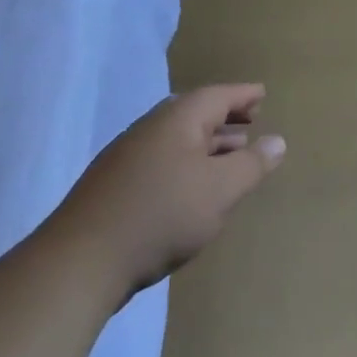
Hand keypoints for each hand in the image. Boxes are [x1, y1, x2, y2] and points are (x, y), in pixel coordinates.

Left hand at [52, 84, 284, 306]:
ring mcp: (127, 156)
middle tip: (250, 120)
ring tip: (230, 153)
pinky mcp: (112, 186)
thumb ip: (252, 164)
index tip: (262, 93)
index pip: (218, 95)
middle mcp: (151, 128)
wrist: (80, 262)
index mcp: (178, 119)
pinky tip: (191, 186)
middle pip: (194, 113)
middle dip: (225, 116)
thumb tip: (277, 140)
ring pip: (176, 138)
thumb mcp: (220, 190)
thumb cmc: (162, 215)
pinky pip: (161, 159)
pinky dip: (185, 162)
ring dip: (206, 142)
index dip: (243, 95)